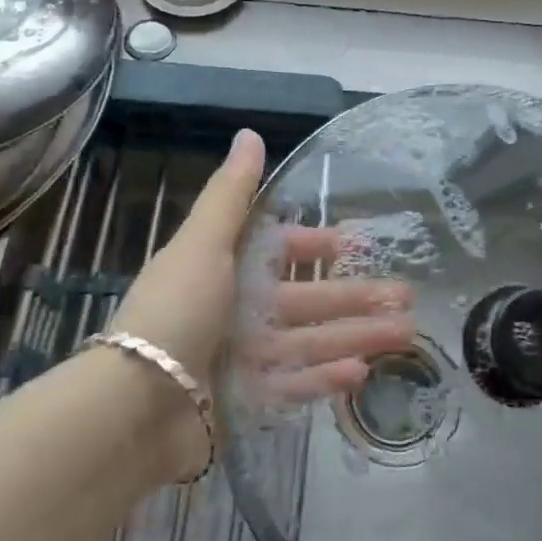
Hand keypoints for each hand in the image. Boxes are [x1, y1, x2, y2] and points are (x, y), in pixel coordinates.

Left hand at [107, 130, 415, 468]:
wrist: (134, 406)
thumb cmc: (175, 311)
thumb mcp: (203, 244)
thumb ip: (231, 193)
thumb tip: (250, 134)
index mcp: (224, 269)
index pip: (279, 252)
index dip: (314, 246)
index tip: (352, 245)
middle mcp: (236, 310)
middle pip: (306, 301)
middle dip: (356, 297)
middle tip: (407, 297)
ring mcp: (242, 358)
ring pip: (311, 342)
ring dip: (356, 336)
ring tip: (405, 334)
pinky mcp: (246, 402)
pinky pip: (294, 385)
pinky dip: (325, 379)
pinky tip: (362, 373)